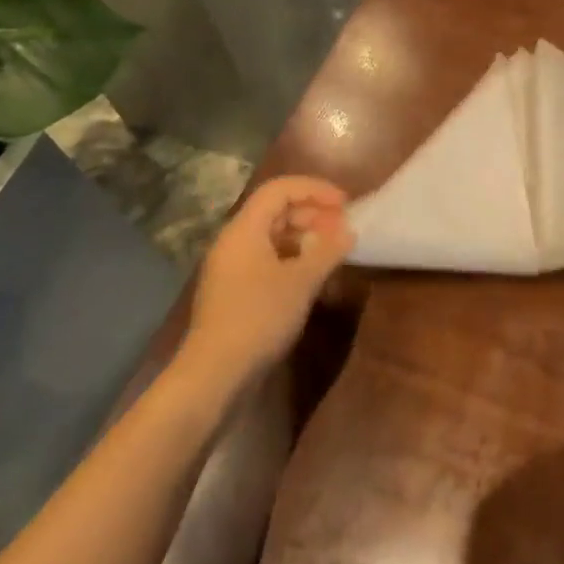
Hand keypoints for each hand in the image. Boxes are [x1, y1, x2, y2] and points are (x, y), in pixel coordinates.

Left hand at [180, 177, 354, 386]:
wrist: (215, 374)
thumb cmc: (259, 318)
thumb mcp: (301, 282)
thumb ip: (328, 251)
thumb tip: (348, 231)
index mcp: (245, 229)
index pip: (280, 189)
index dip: (315, 189)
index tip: (346, 204)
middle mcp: (234, 241)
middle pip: (276, 211)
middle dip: (313, 213)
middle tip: (342, 229)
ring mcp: (231, 268)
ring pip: (272, 236)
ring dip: (304, 237)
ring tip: (332, 252)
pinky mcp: (234, 291)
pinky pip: (267, 259)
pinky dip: (292, 259)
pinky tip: (312, 277)